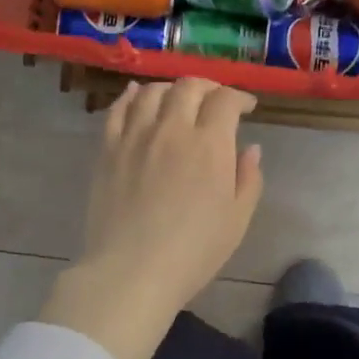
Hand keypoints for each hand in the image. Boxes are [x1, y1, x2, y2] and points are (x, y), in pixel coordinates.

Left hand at [40, 79, 263, 358]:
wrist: (131, 271)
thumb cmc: (193, 251)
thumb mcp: (237, 220)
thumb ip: (248, 179)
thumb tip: (250, 148)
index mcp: (209, 144)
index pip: (225, 100)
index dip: (239, 97)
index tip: (246, 107)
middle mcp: (172, 129)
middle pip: (189, 87)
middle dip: (207, 88)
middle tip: (214, 101)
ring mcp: (135, 136)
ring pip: (152, 92)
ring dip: (170, 89)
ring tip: (177, 99)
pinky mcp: (108, 149)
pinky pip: (117, 109)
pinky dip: (130, 96)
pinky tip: (136, 96)